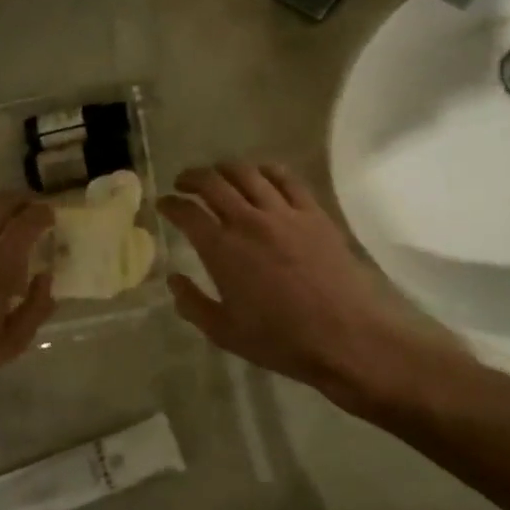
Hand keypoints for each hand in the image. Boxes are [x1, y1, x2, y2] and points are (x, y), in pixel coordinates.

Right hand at [158, 162, 471, 410]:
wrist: (346, 337)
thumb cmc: (281, 340)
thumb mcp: (224, 332)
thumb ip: (192, 303)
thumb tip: (173, 279)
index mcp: (222, 249)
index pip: (186, 212)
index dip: (169, 204)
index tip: (163, 204)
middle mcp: (249, 221)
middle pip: (213, 182)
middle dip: (191, 177)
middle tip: (183, 183)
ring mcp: (284, 213)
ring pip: (247, 173)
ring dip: (225, 168)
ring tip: (219, 175)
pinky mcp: (313, 213)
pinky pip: (286, 178)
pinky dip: (267, 170)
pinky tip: (261, 175)